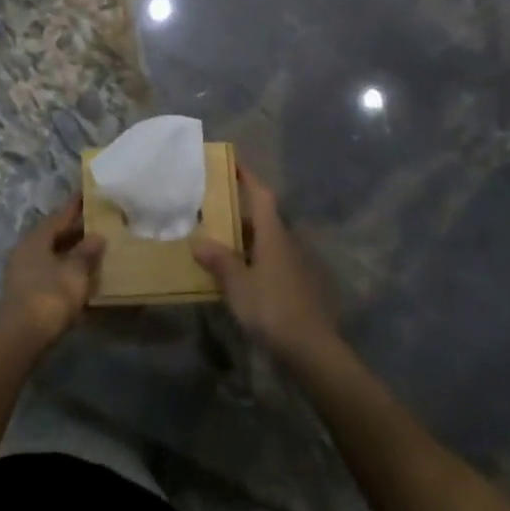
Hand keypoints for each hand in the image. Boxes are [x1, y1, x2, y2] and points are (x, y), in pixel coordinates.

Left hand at [0, 193, 104, 355]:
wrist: (18, 339)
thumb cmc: (48, 297)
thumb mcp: (74, 273)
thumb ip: (86, 252)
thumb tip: (97, 235)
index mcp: (36, 238)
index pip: (60, 215)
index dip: (75, 205)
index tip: (88, 193)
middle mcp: (26, 250)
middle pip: (54, 233)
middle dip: (75, 229)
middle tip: (99, 221)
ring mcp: (23, 271)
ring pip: (52, 253)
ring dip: (71, 250)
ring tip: (94, 248)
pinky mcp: (26, 292)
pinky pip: (50, 271)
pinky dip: (66, 268)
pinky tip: (80, 275)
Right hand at [193, 164, 338, 365]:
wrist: (311, 348)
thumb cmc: (272, 307)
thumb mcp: (238, 284)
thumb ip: (219, 261)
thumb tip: (198, 242)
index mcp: (273, 235)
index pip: (262, 195)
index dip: (248, 177)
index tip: (234, 162)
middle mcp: (286, 243)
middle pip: (264, 217)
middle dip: (241, 209)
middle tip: (213, 206)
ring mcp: (293, 266)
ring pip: (265, 241)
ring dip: (245, 236)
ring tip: (217, 238)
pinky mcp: (295, 287)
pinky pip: (268, 262)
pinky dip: (251, 258)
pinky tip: (235, 273)